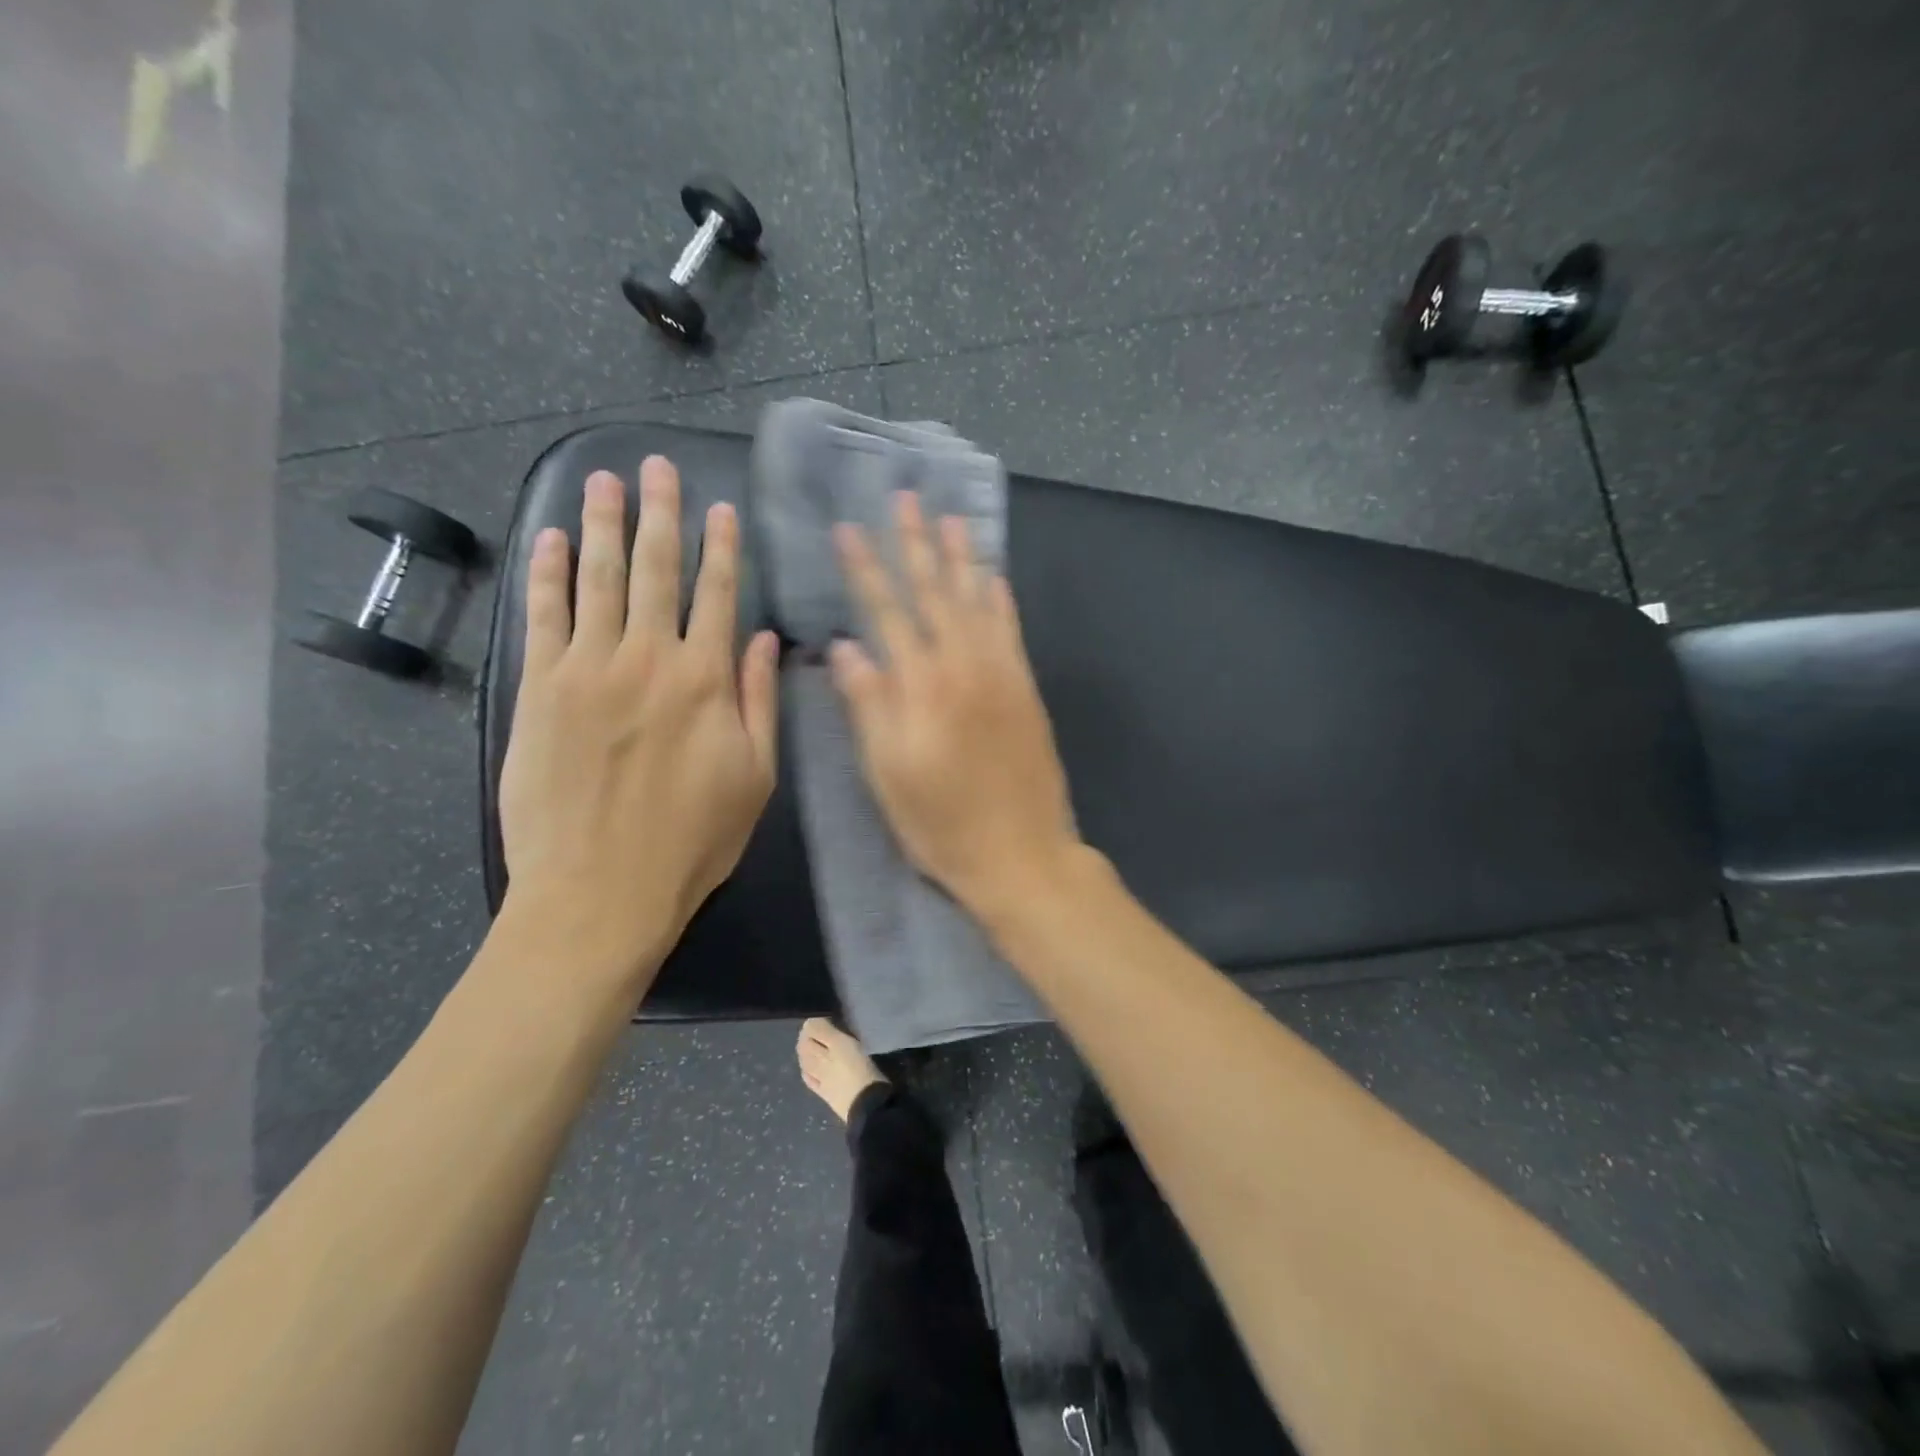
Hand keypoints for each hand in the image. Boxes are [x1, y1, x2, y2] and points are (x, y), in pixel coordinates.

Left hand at [498, 458, 778, 982]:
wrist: (599, 891)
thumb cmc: (692, 842)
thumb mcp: (755, 778)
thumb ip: (760, 702)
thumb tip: (767, 640)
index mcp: (706, 681)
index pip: (718, 595)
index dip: (721, 548)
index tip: (719, 508)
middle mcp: (648, 659)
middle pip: (655, 571)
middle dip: (659, 515)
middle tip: (655, 466)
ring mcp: (587, 669)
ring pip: (597, 579)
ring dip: (602, 525)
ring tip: (605, 480)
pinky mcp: (539, 688)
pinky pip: (544, 616)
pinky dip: (547, 573)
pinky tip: (551, 539)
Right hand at [831, 492, 1078, 913]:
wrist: (1022, 855)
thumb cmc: (942, 824)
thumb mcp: (888, 775)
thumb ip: (868, 706)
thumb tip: (844, 648)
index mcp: (922, 687)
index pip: (887, 613)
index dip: (866, 569)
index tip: (848, 529)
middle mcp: (963, 667)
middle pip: (935, 594)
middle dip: (915, 544)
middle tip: (904, 499)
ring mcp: (1002, 675)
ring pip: (977, 601)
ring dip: (961, 557)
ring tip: (949, 518)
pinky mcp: (1026, 690)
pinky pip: (1012, 631)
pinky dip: (1001, 600)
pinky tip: (994, 576)